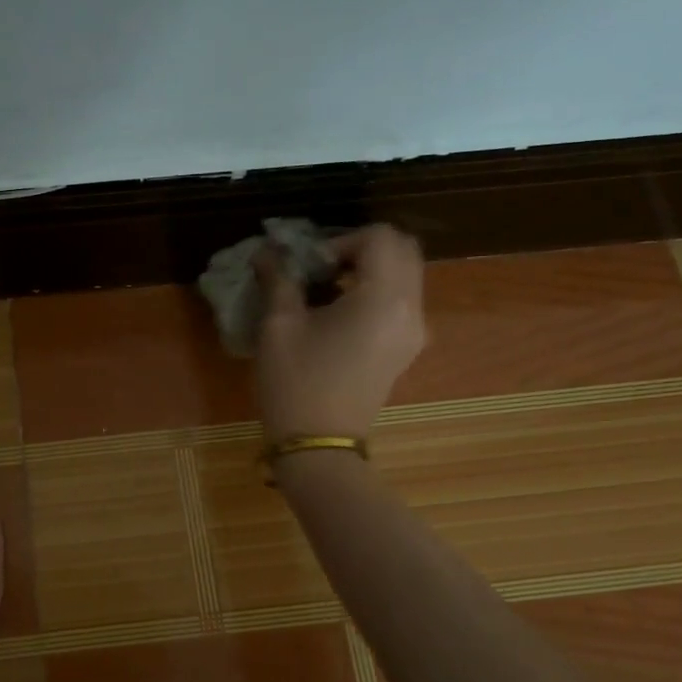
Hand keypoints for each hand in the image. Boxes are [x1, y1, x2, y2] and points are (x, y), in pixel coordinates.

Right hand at [254, 223, 427, 441]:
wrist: (318, 445)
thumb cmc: (296, 382)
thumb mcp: (278, 326)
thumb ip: (278, 279)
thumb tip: (266, 252)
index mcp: (384, 297)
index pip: (379, 237)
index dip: (340, 239)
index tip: (308, 266)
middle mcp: (412, 308)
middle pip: (401, 250)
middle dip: (360, 248)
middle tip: (319, 268)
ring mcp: (414, 331)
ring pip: (404, 274)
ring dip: (368, 269)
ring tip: (325, 289)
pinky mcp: (406, 348)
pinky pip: (401, 300)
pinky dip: (375, 291)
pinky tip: (337, 312)